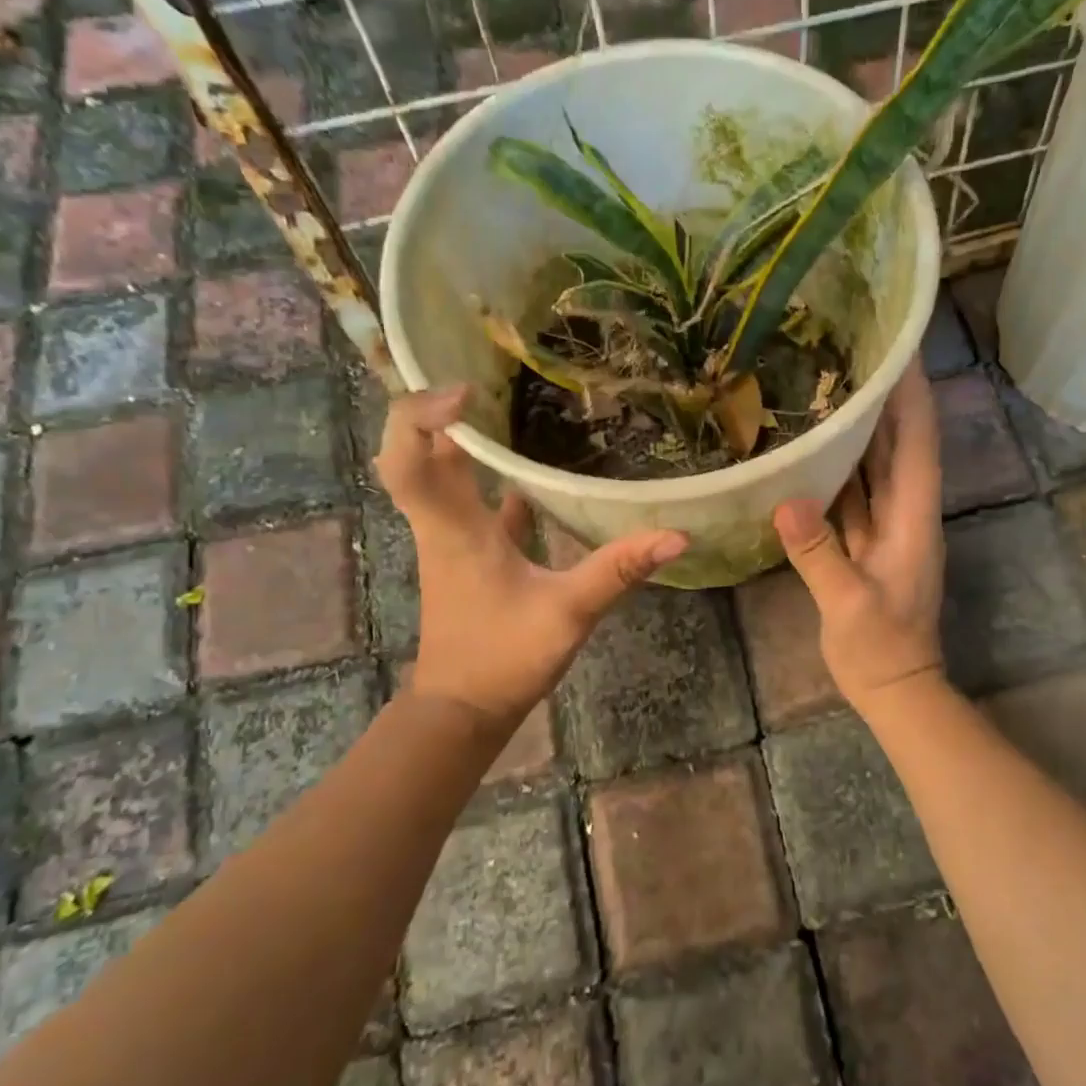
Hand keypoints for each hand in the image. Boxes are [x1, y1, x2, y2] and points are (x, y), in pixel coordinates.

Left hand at [376, 386, 686, 724]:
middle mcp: (444, 525)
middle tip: (490, 374)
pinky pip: (476, 504)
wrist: (464, 710)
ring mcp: (455, 540)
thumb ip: (618, 570)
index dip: (422, 414)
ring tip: (507, 403)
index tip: (469, 388)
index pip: (409, 458)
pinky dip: (494, 481)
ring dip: (466, 440)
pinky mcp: (471, 557)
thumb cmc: (503, 659)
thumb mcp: (568, 613)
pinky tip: (535, 475)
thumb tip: (677, 535)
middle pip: (419, 453)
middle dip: (443, 409)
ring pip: (445, 476)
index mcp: (454, 529)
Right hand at [773, 360, 944, 710]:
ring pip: (879, 468)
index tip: (899, 350)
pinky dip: (844, 469)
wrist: (896, 690)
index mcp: (912, 519)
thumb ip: (818, 552)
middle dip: (886, 400)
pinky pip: (859, 495)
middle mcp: (907, 514)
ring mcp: (890, 530)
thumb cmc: (880, 649)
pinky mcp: (871, 545)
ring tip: (835, 388)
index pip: (918, 444)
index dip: (912, 396)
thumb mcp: (847, 603)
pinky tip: (818, 450)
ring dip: (865, 429)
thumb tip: (786, 500)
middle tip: (856, 355)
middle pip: (901, 446)